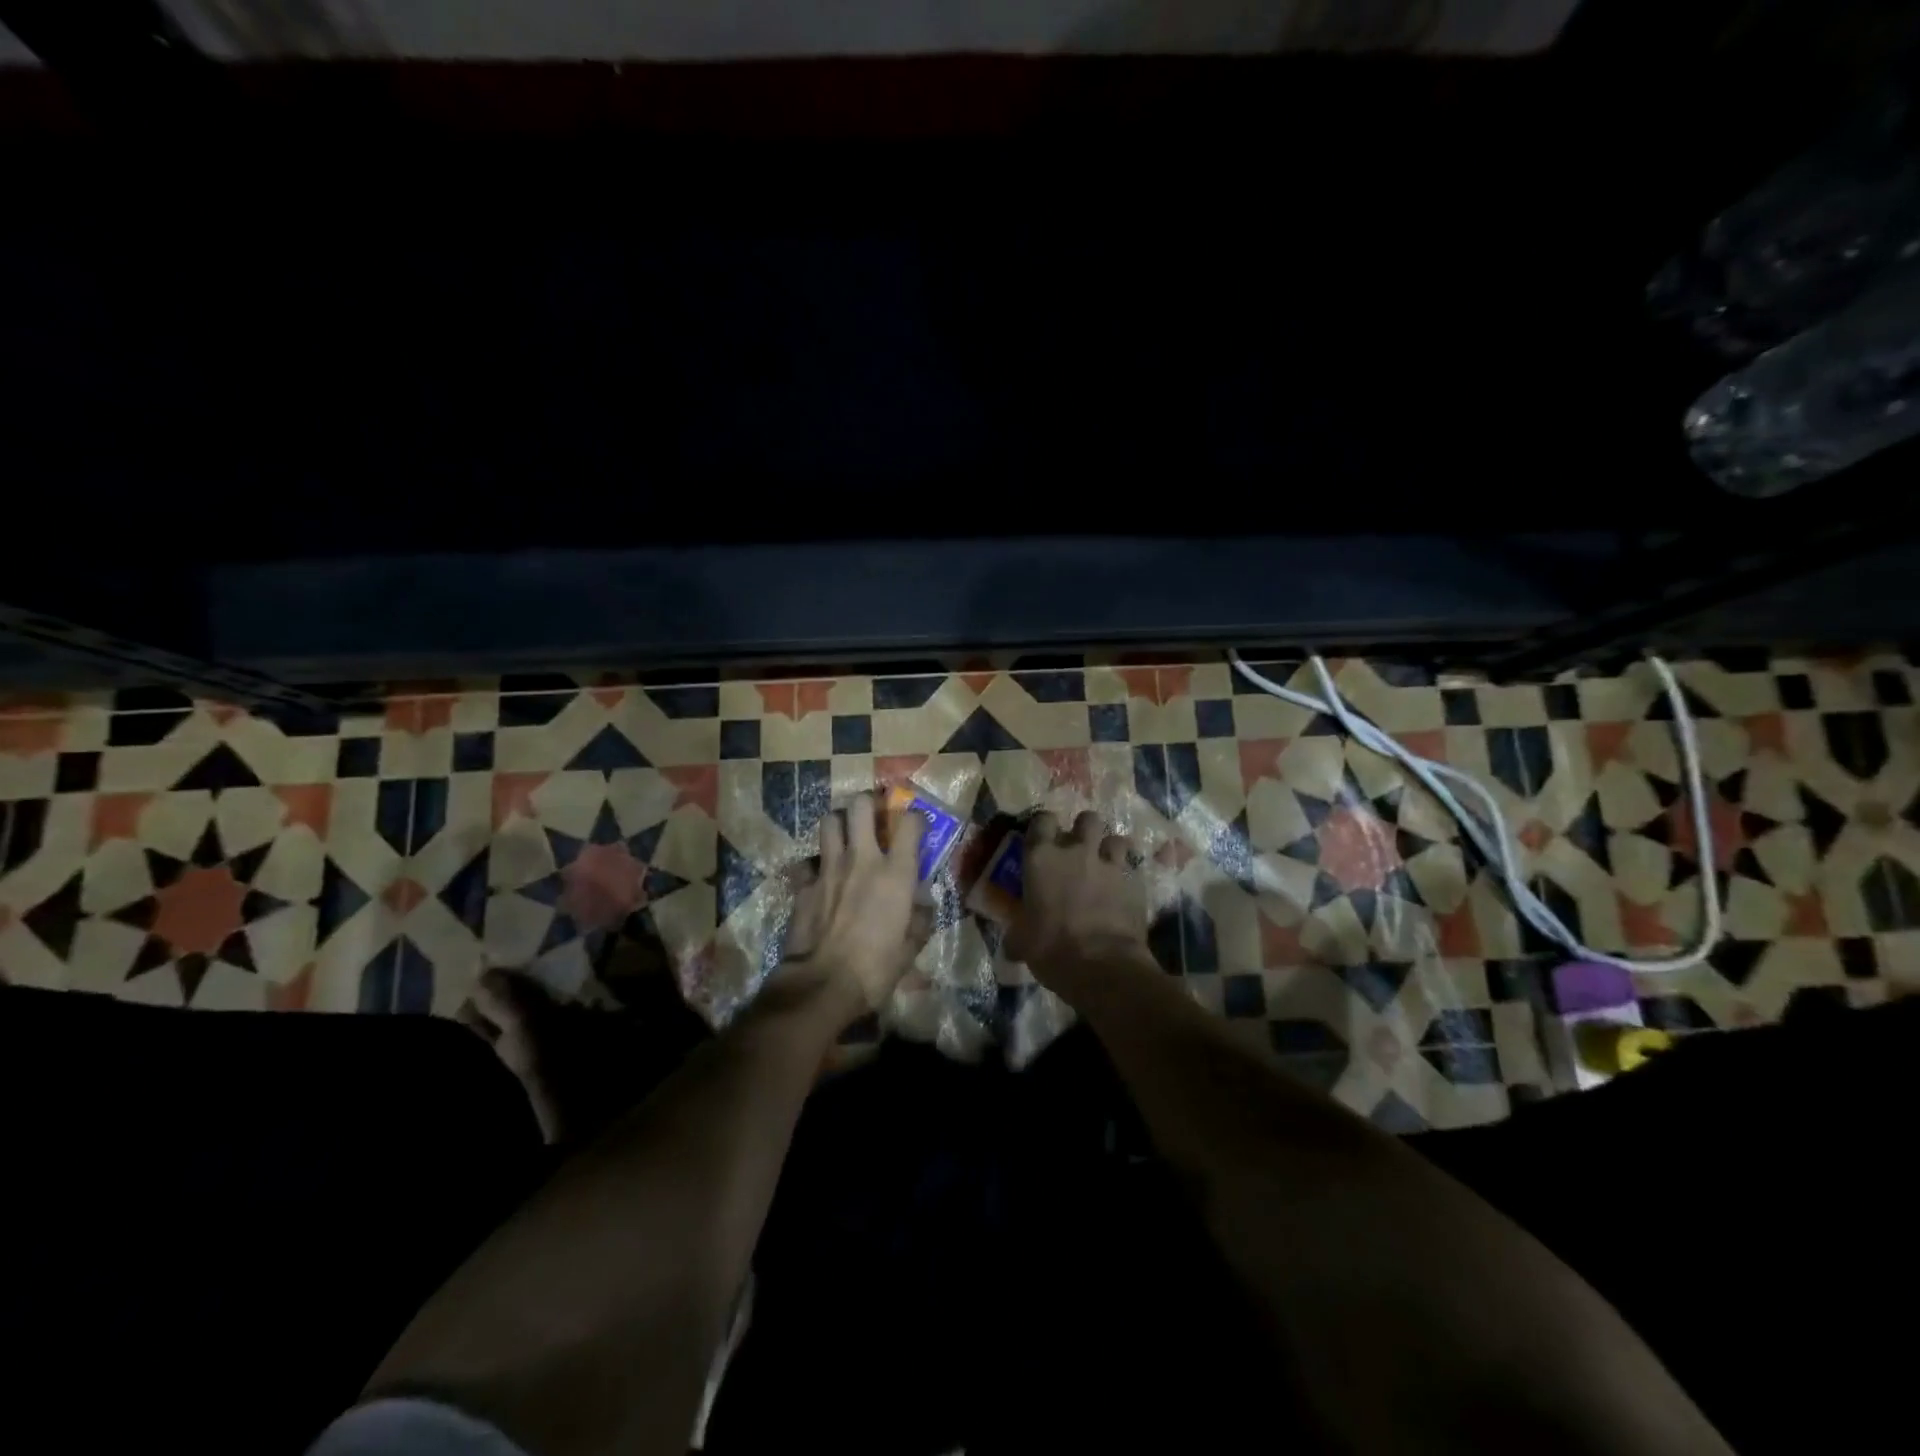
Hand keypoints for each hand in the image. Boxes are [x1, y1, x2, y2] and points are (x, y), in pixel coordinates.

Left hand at [780, 792, 927, 1022]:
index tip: (917, 827)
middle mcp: (862, 859)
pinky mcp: (804, 884)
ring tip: (845, 837)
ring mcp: (828, 868)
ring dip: (839, 824)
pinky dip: (813, 865)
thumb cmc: (875, 969)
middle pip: (860, 806)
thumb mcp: (911, 949)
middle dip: (868, 804)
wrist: (821, 985)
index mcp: (896, 873)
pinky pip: (807, 862)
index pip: (910, 823)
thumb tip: (923, 906)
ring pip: (829, 821)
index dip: (916, 818)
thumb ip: (920, 921)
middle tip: (873, 817)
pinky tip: (818, 877)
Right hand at [1005, 810, 1152, 999]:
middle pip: (1087, 819)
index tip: (1043, 839)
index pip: (1042, 820)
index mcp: (1041, 858)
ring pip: (1116, 839)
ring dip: (1110, 850)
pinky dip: (1128, 877)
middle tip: (1079, 850)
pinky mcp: (1136, 883)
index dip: (1044, 826)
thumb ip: (1018, 931)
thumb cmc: (1050, 948)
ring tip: (1106, 866)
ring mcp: (1110, 865)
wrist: (1101, 965)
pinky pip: (1133, 869)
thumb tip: (1012, 943)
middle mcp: (1076, 851)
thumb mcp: (1022, 941)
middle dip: (1084, 830)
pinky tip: (1124, 891)